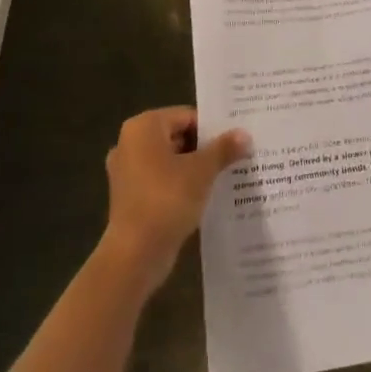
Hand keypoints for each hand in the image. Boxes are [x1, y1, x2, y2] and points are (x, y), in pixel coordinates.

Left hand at [102, 107, 247, 294]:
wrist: (135, 255)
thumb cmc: (167, 200)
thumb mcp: (202, 171)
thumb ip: (223, 149)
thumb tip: (244, 134)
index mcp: (144, 127)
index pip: (186, 116)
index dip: (212, 128)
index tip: (234, 140)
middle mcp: (130, 142)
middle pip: (177, 136)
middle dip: (204, 148)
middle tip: (233, 157)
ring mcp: (126, 171)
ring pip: (169, 160)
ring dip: (193, 168)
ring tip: (223, 176)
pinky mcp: (129, 196)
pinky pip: (160, 180)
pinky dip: (179, 185)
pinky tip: (203, 196)